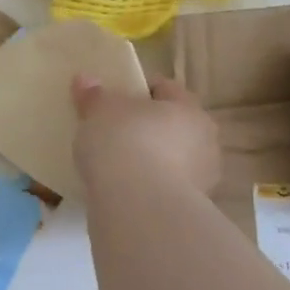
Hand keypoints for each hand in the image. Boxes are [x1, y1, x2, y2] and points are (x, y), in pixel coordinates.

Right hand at [71, 74, 219, 198]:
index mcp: (189, 107)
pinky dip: (147, 187)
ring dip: (150, 160)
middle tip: (114, 131)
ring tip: (115, 164)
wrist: (137, 207)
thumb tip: (85, 79)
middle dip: (148, 127)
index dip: (140, 89)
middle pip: (172, 125)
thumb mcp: (100, 112)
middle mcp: (204, 141)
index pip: (165, 88)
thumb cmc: (124, 142)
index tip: (115, 98)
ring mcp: (200, 179)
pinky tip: (123, 190)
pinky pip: (163, 188)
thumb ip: (94, 96)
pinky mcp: (187, 210)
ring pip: (171, 159)